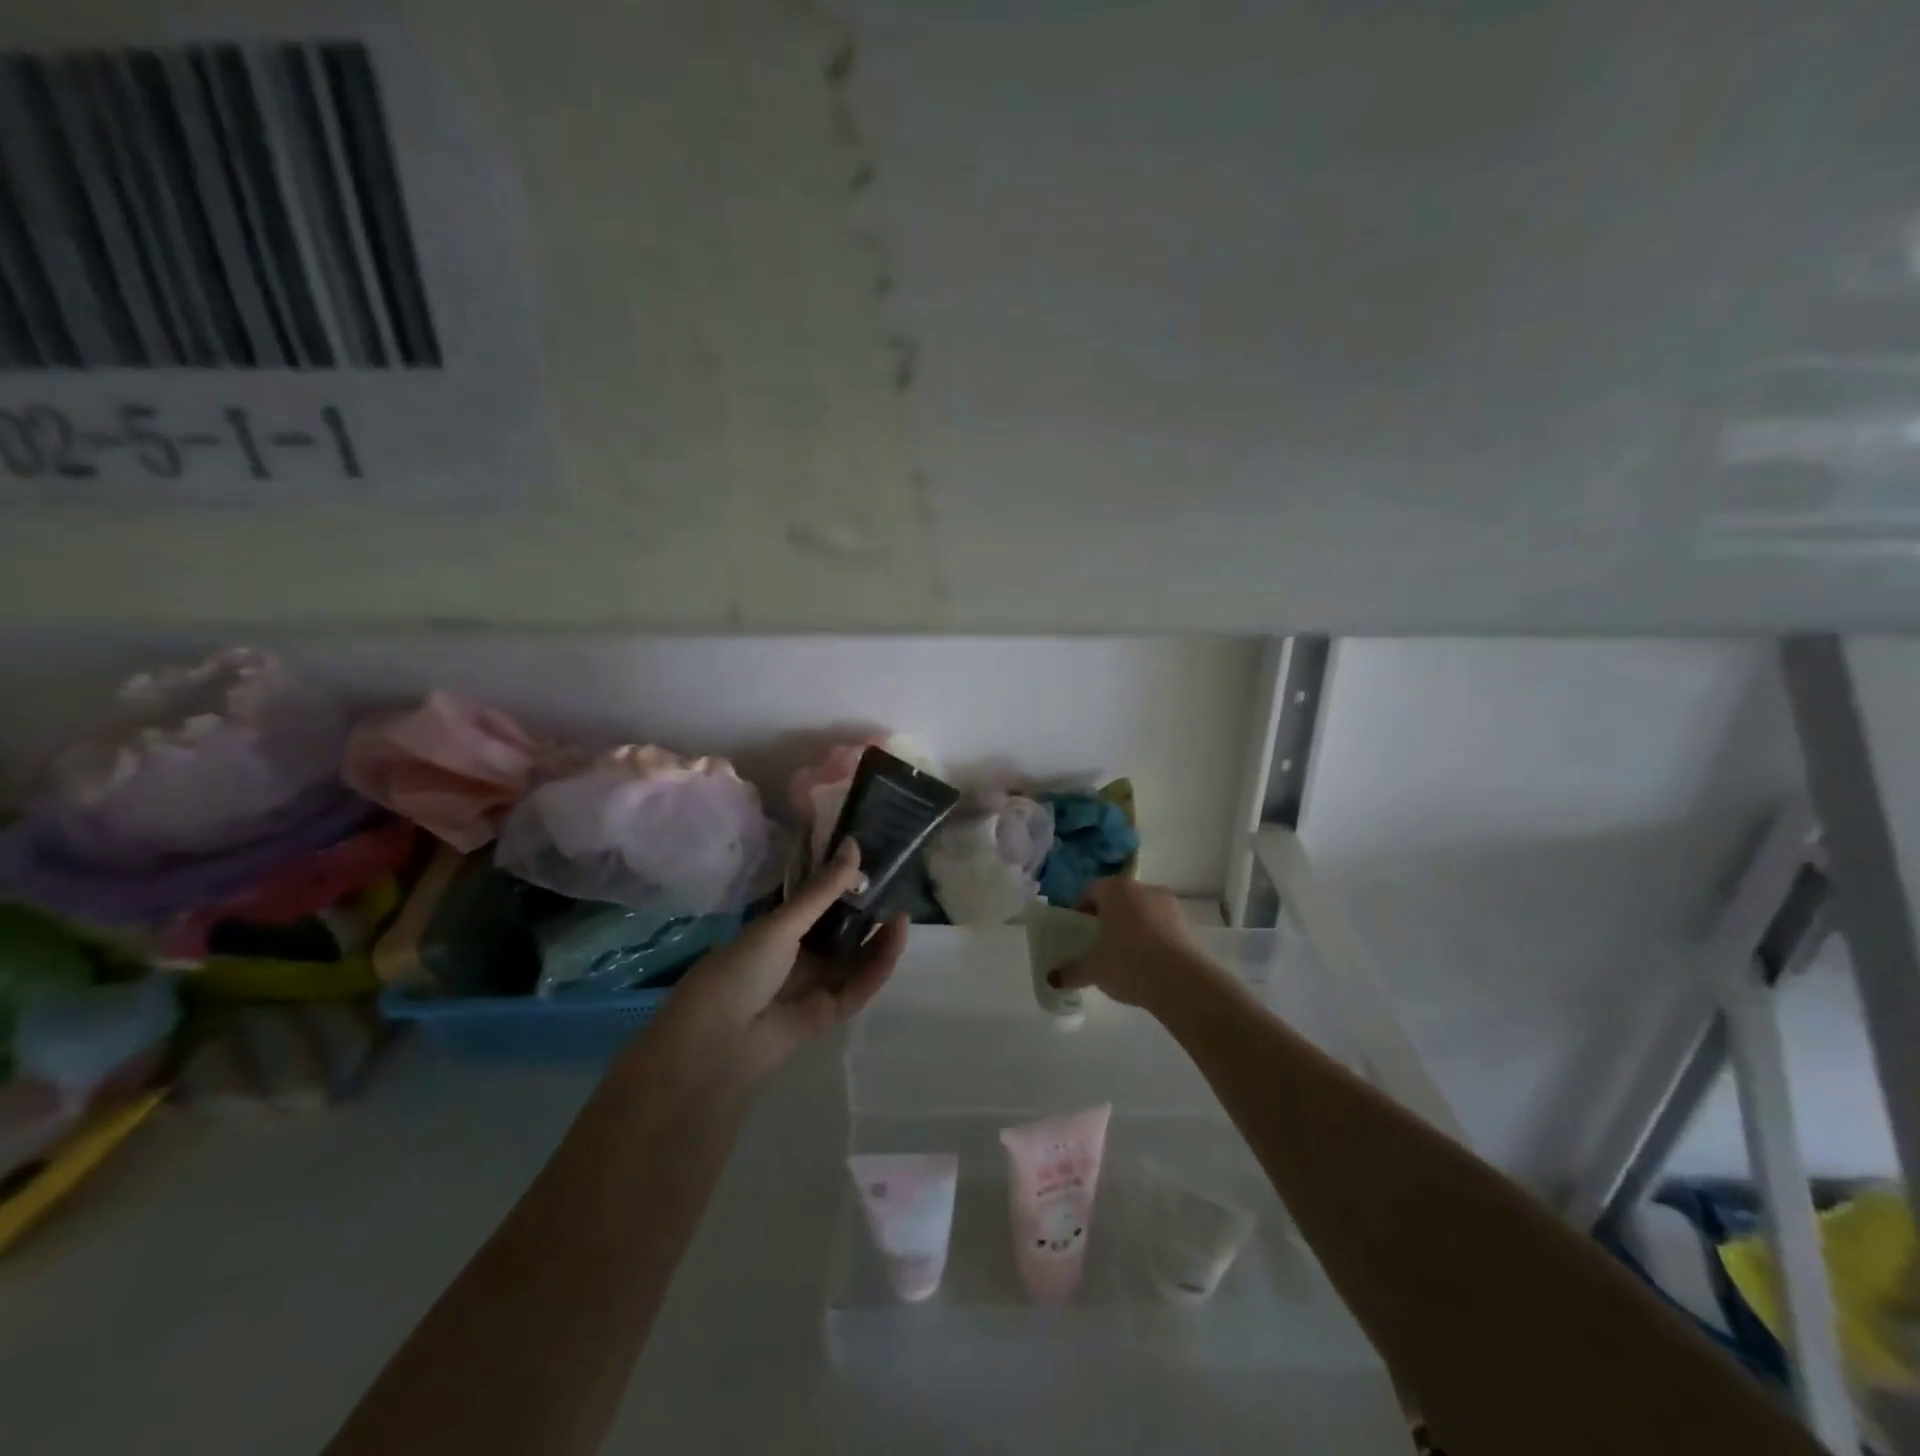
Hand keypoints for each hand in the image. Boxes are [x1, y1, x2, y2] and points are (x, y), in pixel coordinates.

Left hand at [640, 840, 907, 1091]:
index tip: (868, 864)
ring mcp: (812, 987)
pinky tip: (895, 937)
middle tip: (893, 891)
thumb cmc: (740, 970)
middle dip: (865, 914)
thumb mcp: (782, 924)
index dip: (841, 887)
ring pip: (854, 961)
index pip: (815, 906)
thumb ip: (822, 889)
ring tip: (902, 914)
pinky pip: (858, 987)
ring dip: (878, 940)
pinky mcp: (827, 1015)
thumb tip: (853, 844)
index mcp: (775, 933)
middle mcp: (795, 958)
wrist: (718, 1042)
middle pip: (839, 933)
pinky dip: (879, 965)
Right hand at [1052, 877, 1201, 1011]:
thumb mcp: (1093, 970)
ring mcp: (1168, 904)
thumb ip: (1071, 970)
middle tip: (1098, 942)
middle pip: (1118, 898)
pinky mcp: (1187, 924)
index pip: (1091, 890)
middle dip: (1107, 917)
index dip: (1081, 909)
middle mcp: (1142, 888)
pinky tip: (1147, 962)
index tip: (1077, 931)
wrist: (1182, 981)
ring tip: (1124, 955)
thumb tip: (1052, 978)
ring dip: (1131, 926)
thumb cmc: (1128, 963)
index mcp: (1114, 890)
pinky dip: (1151, 937)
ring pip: (1141, 910)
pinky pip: (1160, 925)